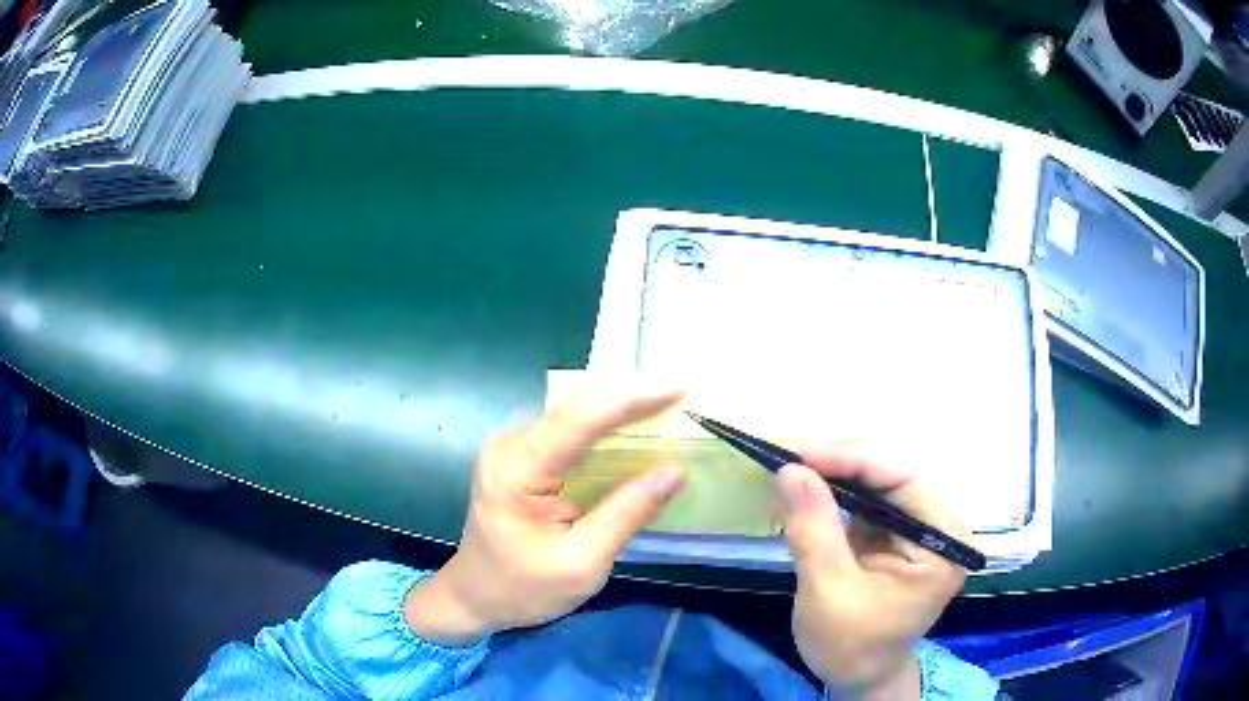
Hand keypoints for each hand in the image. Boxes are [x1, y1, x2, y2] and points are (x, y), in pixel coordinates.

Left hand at [405, 384, 685, 645]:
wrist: (475, 597)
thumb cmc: (524, 589)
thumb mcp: (583, 563)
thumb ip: (627, 513)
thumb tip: (676, 470)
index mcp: (517, 470)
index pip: (578, 421)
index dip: (629, 400)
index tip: (677, 388)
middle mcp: (508, 445)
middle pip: (573, 406)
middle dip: (627, 394)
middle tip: (677, 393)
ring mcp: (510, 446)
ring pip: (570, 410)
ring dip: (615, 405)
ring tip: (662, 403)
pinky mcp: (518, 455)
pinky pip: (565, 427)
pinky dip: (601, 422)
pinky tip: (630, 426)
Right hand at [779, 443, 968, 698]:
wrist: (858, 675)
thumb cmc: (849, 645)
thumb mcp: (828, 592)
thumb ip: (814, 530)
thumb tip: (791, 470)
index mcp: (944, 543)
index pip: (907, 480)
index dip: (857, 459)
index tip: (803, 454)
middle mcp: (942, 526)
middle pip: (898, 474)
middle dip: (846, 461)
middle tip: (796, 457)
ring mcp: (923, 527)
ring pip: (884, 480)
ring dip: (842, 471)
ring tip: (800, 466)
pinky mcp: (901, 533)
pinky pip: (873, 498)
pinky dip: (841, 489)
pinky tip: (814, 485)